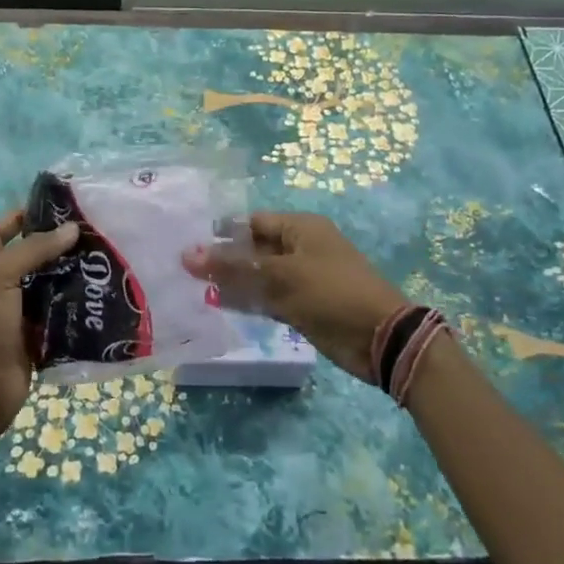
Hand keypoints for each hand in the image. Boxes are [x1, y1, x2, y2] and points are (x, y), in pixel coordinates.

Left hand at [0, 210, 78, 445]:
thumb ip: (34, 249)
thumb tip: (71, 228)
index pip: (1, 231)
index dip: (24, 217)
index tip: (60, 207)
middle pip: (30, 257)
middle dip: (57, 245)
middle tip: (93, 232)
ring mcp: (16, 312)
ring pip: (47, 285)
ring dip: (71, 274)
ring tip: (104, 259)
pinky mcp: (34, 336)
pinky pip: (58, 314)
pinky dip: (75, 305)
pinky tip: (101, 295)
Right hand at [182, 212, 406, 382]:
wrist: (380, 339)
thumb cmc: (332, 293)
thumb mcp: (281, 276)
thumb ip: (234, 267)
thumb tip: (187, 255)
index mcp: (300, 228)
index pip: (252, 223)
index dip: (222, 233)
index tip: (188, 245)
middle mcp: (299, 248)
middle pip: (253, 249)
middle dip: (223, 259)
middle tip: (184, 269)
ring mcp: (300, 279)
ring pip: (258, 276)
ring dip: (231, 282)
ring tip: (193, 288)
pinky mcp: (301, 306)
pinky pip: (267, 298)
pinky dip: (246, 301)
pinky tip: (218, 305)